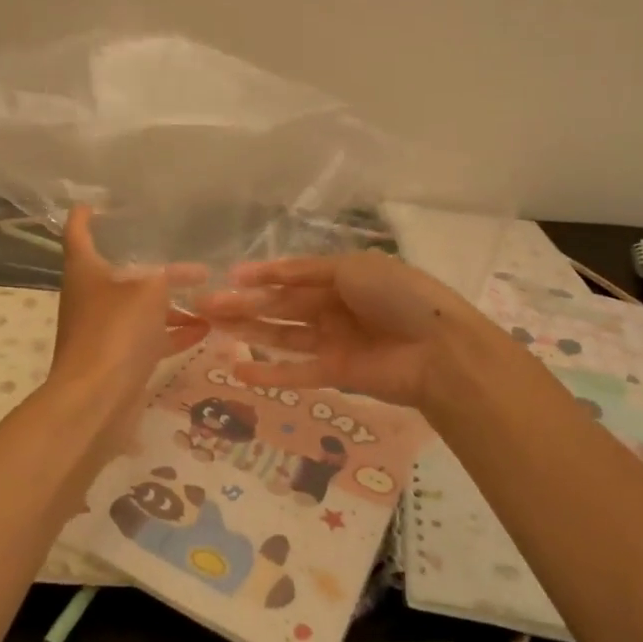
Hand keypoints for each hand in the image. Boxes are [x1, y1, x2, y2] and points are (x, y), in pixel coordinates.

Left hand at [48, 206, 209, 453]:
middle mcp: (90, 298)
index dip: (85, 216)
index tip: (94, 203)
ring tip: (207, 296)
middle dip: (151, 266)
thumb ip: (166, 277)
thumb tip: (181, 275)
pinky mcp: (119, 360)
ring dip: (169, 303)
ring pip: (139, 308)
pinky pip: (149, 338)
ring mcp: (103, 331)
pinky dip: (173, 332)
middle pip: (119, 274)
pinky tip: (205, 328)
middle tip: (184, 255)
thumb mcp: (148, 291)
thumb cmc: (116, 331)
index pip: (78, 233)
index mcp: (85, 272)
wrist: (96, 399)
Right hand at [197, 250, 477, 408]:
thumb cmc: (397, 295)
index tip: (227, 278)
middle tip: (203, 306)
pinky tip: (238, 372)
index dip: (260, 276)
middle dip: (243, 304)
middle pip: (280, 306)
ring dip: (248, 332)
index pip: (292, 275)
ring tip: (211, 329)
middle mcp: (334, 307)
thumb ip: (308, 272)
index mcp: (340, 276)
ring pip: (282, 335)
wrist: (438, 348)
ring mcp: (333, 341)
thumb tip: (266, 275)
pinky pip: (296, 371)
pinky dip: (269, 374)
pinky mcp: (335, 373)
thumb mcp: (352, 267)